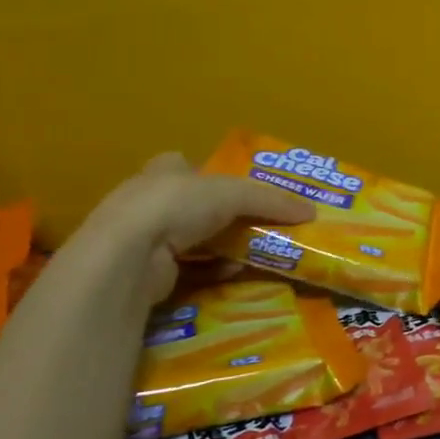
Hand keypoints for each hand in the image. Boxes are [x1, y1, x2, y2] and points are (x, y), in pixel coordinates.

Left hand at [81, 153, 314, 303]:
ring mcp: (142, 239)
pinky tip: (232, 273)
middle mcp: (148, 201)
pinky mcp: (144, 272)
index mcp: (163, 171)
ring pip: (191, 240)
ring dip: (221, 247)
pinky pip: (187, 270)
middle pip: (193, 205)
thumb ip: (272, 200)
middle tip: (257, 226)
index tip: (239, 191)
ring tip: (252, 254)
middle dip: (223, 216)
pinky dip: (212, 271)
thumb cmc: (176, 206)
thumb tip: (311, 212)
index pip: (187, 166)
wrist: (128, 256)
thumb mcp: (234, 193)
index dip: (212, 176)